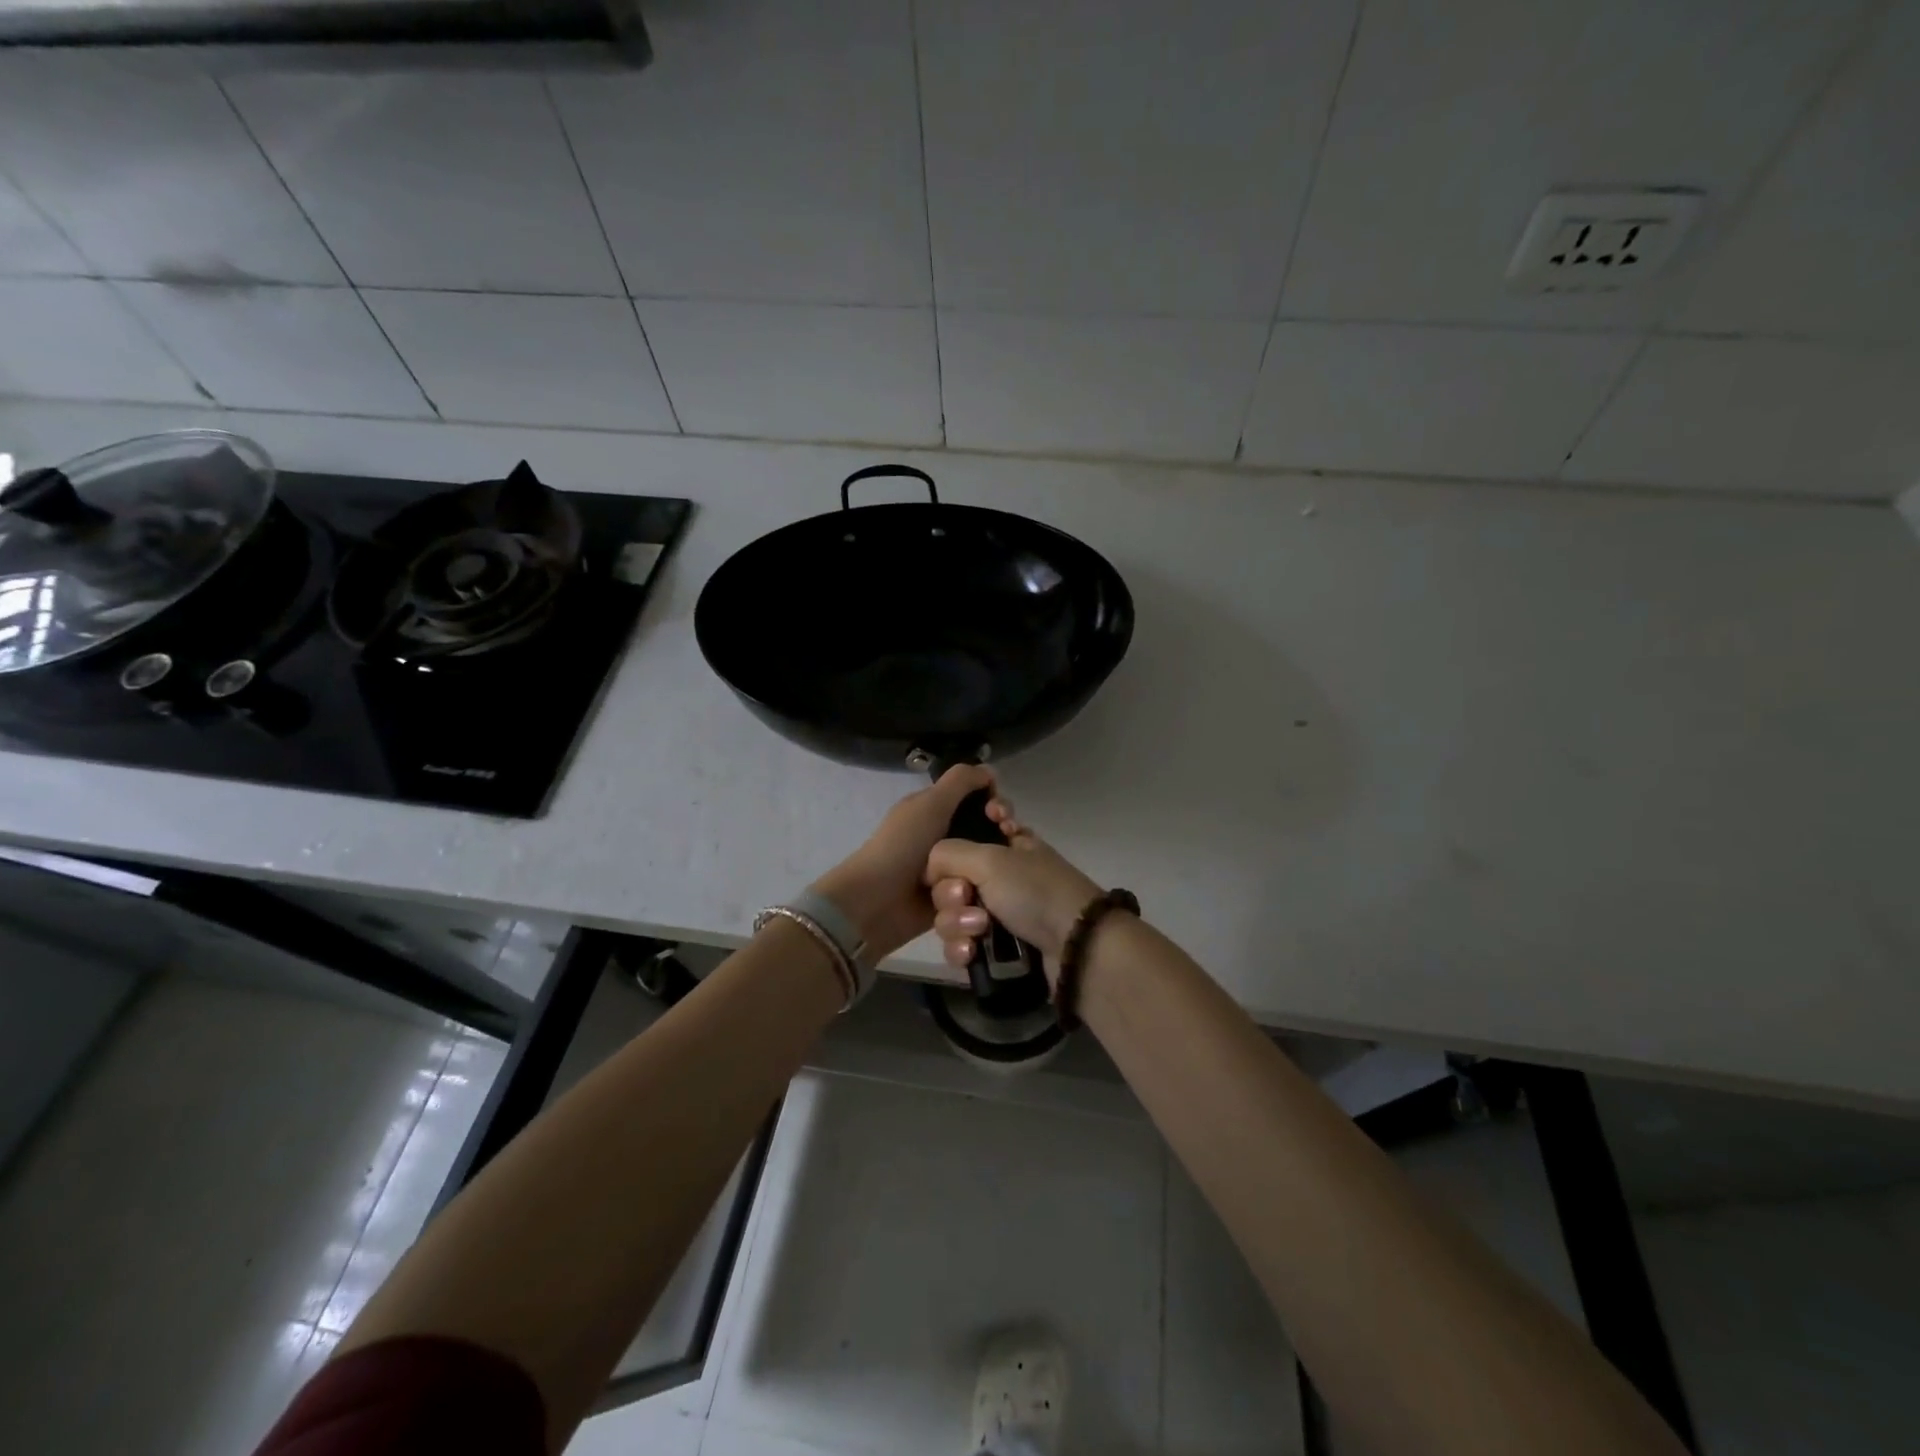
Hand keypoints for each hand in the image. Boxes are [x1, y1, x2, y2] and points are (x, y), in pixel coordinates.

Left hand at [811, 764, 996, 960]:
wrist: (878, 902)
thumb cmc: (903, 846)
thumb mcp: (931, 803)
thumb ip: (960, 781)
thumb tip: (990, 771)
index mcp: (936, 811)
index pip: (977, 800)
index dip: (995, 802)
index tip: (1002, 814)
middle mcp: (944, 837)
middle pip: (987, 831)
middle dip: (1002, 833)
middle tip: (1010, 838)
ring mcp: (950, 869)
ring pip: (987, 862)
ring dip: (997, 864)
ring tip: (1004, 869)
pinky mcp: (953, 898)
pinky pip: (980, 889)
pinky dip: (989, 889)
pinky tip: (1000, 888)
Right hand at [925, 790, 1101, 974]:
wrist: (1073, 948)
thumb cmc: (1034, 891)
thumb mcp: (990, 859)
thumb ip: (948, 853)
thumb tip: (930, 869)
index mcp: (1006, 845)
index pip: (966, 836)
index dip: (955, 846)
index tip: (957, 857)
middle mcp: (1000, 877)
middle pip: (949, 881)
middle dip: (952, 893)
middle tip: (967, 898)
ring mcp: (998, 916)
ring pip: (951, 916)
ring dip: (957, 924)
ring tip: (980, 931)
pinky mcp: (995, 952)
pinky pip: (960, 946)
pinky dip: (962, 950)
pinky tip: (972, 954)